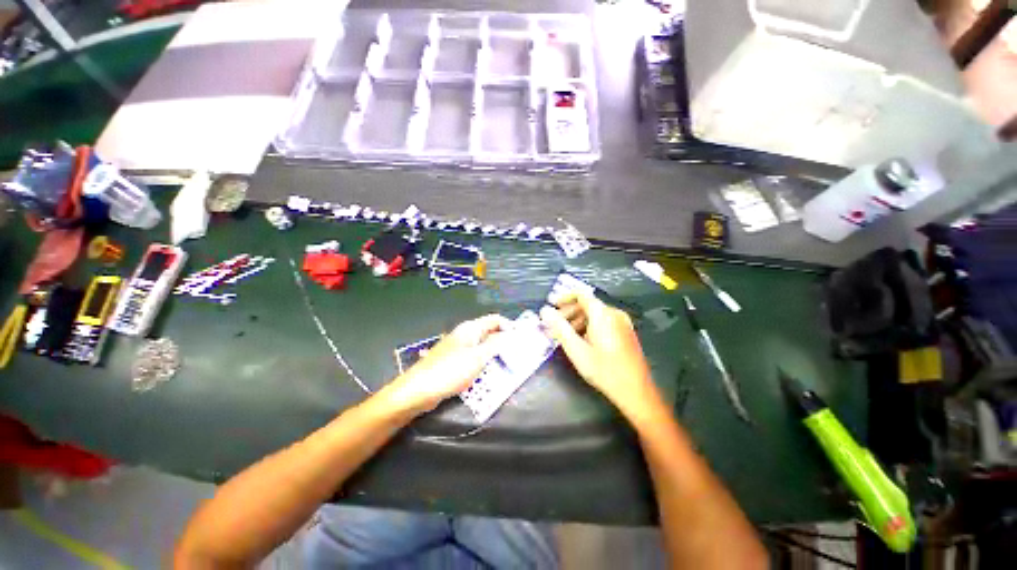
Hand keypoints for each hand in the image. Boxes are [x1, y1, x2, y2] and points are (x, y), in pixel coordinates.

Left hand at [385, 314, 510, 413]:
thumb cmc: (450, 371)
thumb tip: (511, 333)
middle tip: (517, 356)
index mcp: (471, 328)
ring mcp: (459, 348)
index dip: (510, 326)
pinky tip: (489, 375)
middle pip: (490, 333)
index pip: (495, 319)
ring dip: (495, 356)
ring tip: (506, 368)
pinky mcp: (454, 361)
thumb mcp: (478, 357)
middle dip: (504, 343)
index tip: (521, 340)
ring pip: (483, 347)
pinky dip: (484, 364)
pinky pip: (474, 359)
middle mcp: (465, 335)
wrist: (418, 390)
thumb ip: (496, 344)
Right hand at [539, 293, 658, 420]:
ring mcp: (623, 323)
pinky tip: (582, 341)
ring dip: (578, 320)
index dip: (564, 298)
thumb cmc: (604, 370)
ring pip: (595, 315)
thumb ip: (559, 328)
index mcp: (603, 314)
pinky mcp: (626, 333)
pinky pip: (604, 322)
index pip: (581, 295)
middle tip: (555, 324)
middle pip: (587, 305)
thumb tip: (545, 311)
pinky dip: (589, 326)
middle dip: (569, 312)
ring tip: (566, 335)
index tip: (551, 305)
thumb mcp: (576, 349)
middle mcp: (615, 314)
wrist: (636, 392)